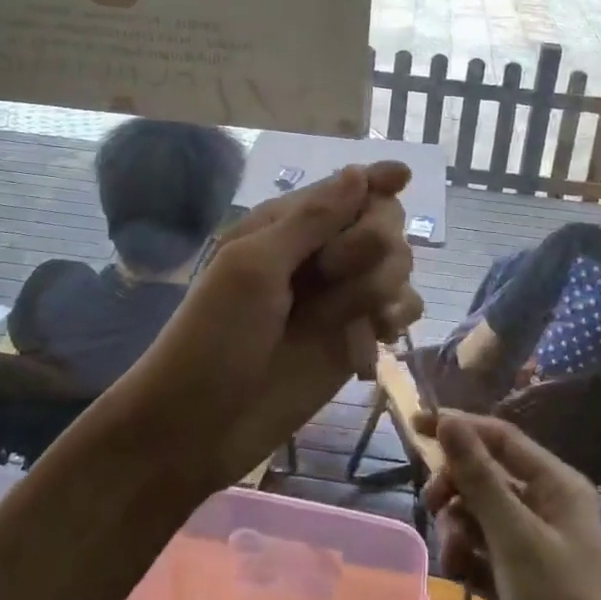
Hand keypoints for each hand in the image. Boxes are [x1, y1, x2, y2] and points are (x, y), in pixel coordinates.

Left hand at [125, 163, 423, 491]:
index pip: (345, 188)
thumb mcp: (253, 268)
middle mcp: (319, 254)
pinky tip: (378, 337)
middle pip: (381, 221)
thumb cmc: (214, 338)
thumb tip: (358, 172)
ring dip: (382, 285)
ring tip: (347, 319)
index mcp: (286, 226)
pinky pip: (402, 308)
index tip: (403, 176)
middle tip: (333, 273)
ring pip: (397, 264)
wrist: (198, 428)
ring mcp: (340, 297)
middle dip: (371, 241)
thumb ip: (310, 221)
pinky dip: (397, 316)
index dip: (376, 180)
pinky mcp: (356, 337)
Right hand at [419, 411, 600, 599]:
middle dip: (454, 487)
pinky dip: (464, 557)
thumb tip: (448, 420)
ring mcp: (528, 545)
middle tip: (431, 504)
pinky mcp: (514, 580)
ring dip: (456, 528)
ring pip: (475, 514)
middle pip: (483, 475)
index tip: (416, 423)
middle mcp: (541, 507)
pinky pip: (477, 551)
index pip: (499, 437)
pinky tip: (460, 576)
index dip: (459, 426)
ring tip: (455, 557)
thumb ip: (479, 477)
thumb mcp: (516, 536)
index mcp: (553, 484)